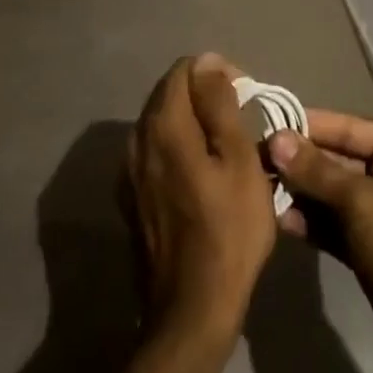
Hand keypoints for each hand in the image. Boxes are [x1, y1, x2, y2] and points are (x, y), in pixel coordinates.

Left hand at [126, 55, 277, 340]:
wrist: (192, 310)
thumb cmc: (229, 230)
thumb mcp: (239, 159)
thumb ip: (220, 105)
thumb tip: (208, 62)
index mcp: (163, 126)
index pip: (184, 69)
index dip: (217, 74)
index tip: (244, 100)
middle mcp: (136, 141)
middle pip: (169, 94)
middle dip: (204, 95)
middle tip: (240, 124)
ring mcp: (128, 173)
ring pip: (161, 123)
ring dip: (192, 122)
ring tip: (225, 148)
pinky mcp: (131, 199)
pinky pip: (155, 152)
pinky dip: (179, 147)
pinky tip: (202, 174)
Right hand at [268, 112, 372, 372]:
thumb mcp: (362, 200)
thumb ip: (317, 171)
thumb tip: (276, 138)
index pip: (345, 128)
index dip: (307, 127)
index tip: (265, 125)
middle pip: (334, 159)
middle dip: (298, 162)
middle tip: (254, 161)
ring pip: (328, 193)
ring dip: (298, 193)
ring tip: (258, 190)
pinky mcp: (364, 245)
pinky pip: (330, 224)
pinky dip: (308, 221)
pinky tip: (277, 220)